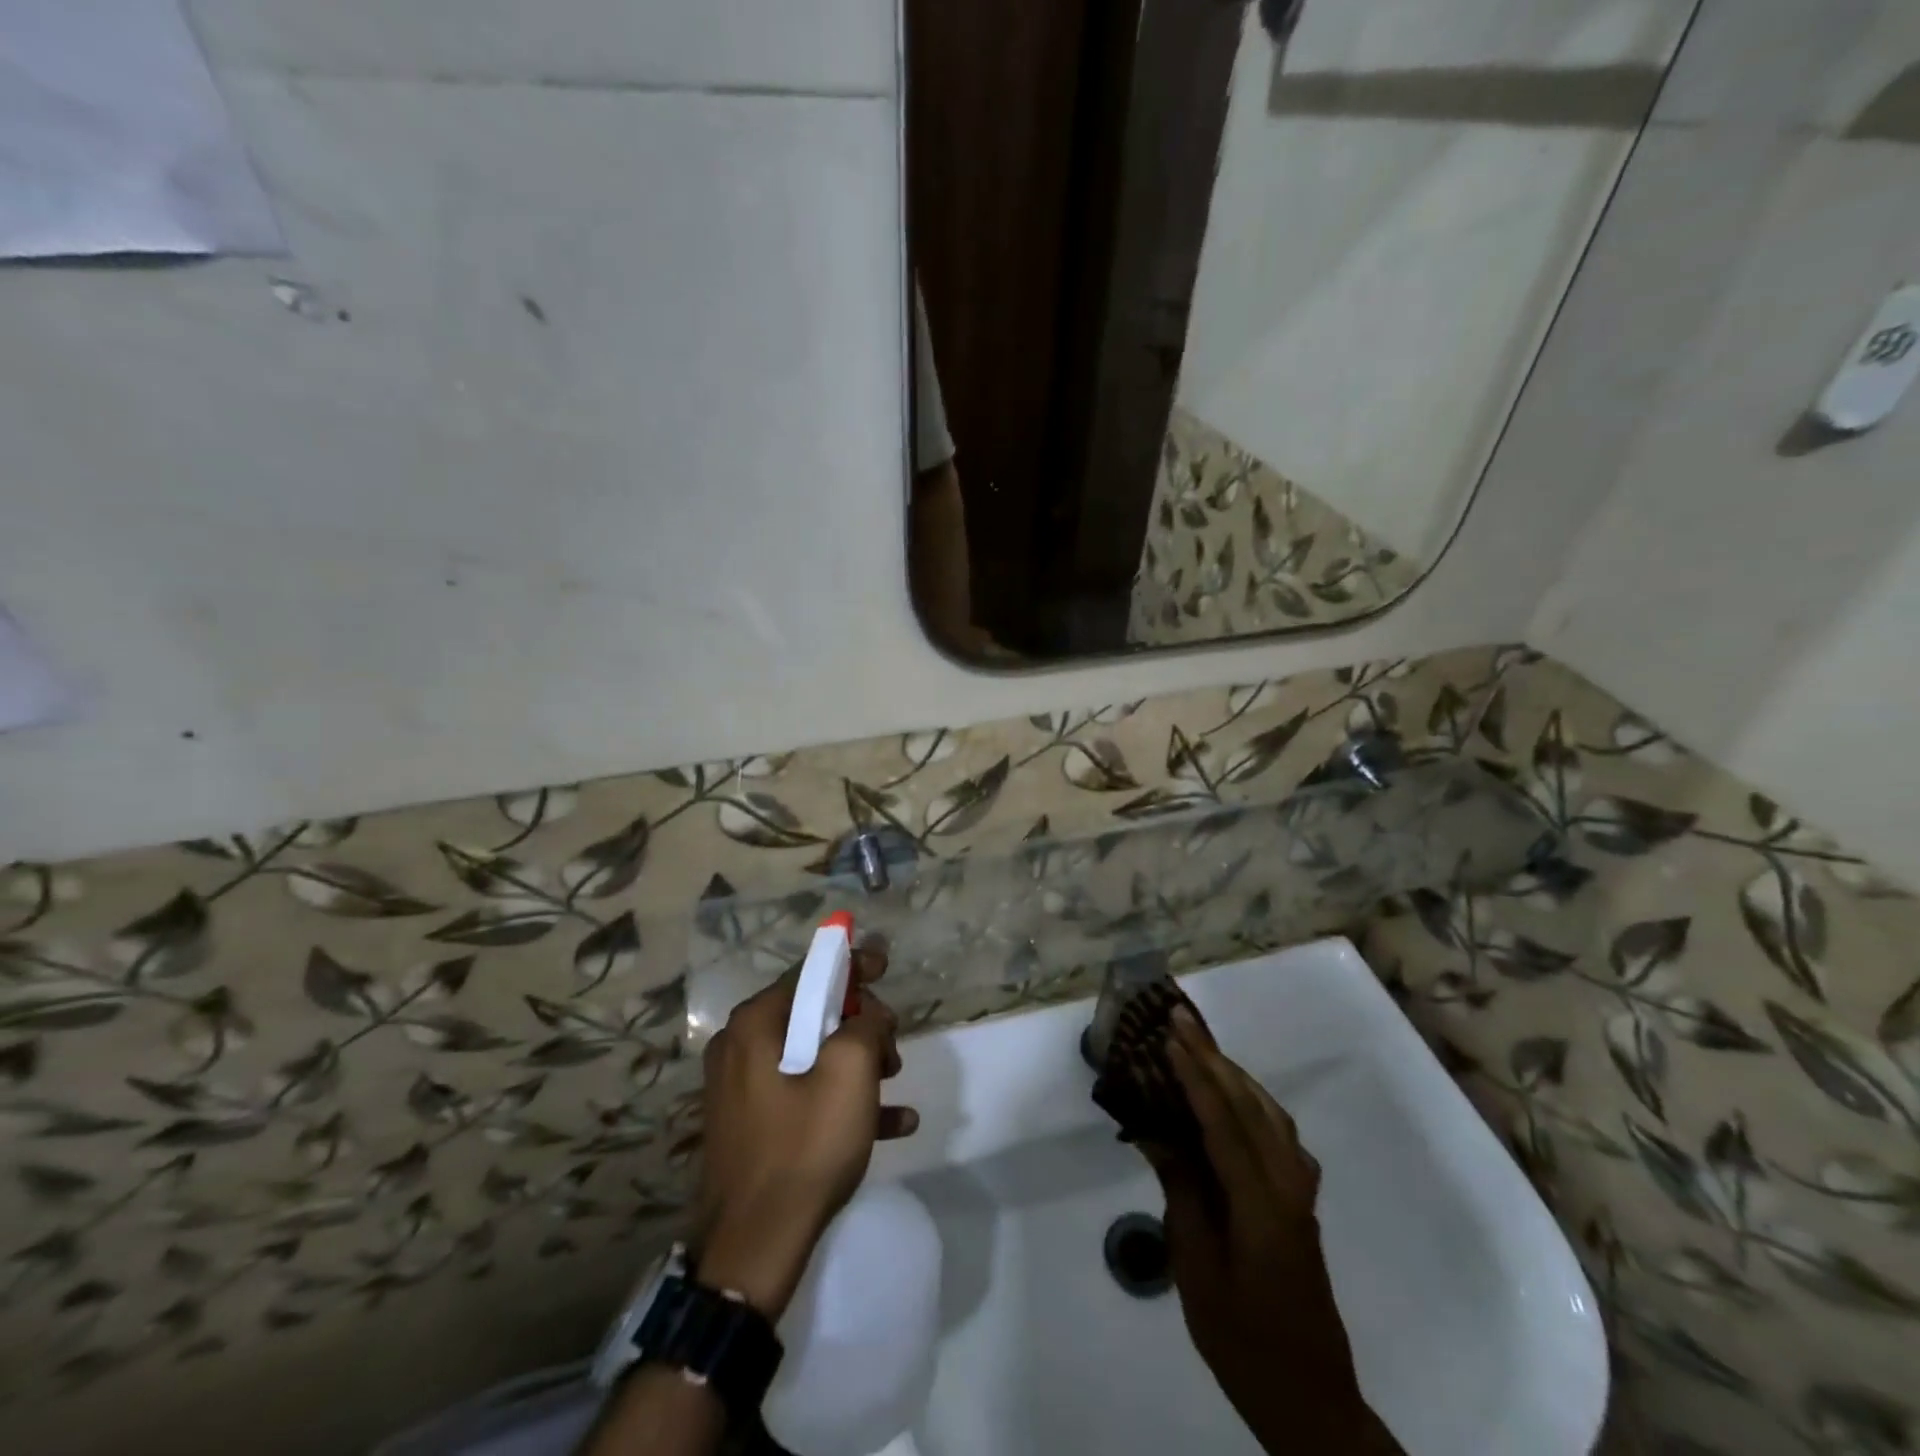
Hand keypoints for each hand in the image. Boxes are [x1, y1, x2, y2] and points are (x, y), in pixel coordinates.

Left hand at [693, 942, 917, 1320]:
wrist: (752, 1250)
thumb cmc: (804, 1146)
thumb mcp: (851, 1071)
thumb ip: (867, 1023)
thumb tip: (868, 1014)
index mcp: (756, 1023)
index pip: (811, 972)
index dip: (853, 964)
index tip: (885, 965)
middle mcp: (741, 1047)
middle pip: (814, 1014)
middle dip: (861, 1025)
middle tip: (892, 1051)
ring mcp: (743, 1089)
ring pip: (813, 1055)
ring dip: (858, 1063)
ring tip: (894, 1084)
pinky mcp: (753, 1125)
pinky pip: (804, 1095)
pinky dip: (843, 1099)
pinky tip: (893, 1122)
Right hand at [1147, 1010, 1401, 1453]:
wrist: (1311, 1399)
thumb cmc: (1243, 1340)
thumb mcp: (1196, 1269)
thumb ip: (1181, 1192)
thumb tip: (1155, 1132)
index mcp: (1260, 1203)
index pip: (1222, 1120)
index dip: (1193, 1074)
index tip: (1168, 1035)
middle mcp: (1288, 1185)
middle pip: (1248, 1104)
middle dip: (1212, 1056)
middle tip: (1180, 1017)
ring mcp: (1300, 1192)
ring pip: (1269, 1113)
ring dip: (1233, 1073)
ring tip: (1199, 1045)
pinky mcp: (1302, 1203)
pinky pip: (1279, 1135)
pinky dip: (1254, 1102)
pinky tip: (1235, 1101)